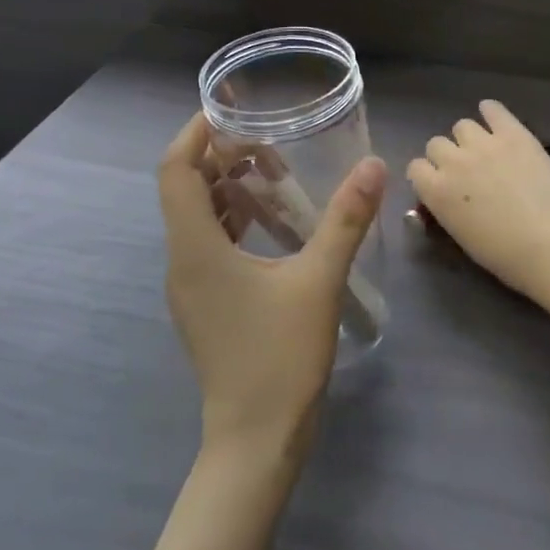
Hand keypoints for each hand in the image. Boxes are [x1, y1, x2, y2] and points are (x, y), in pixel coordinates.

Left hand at [157, 113, 385, 457]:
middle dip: (218, 157)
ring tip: (272, 170)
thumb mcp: (319, 281)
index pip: (176, 171)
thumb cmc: (280, 357)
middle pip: (185, 190)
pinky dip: (233, 220)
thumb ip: (345, 220)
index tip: (228, 109)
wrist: (255, 439)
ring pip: (197, 219)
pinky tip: (273, 221)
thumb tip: (373, 165)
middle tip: (264, 137)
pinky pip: (208, 244)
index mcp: (196, 248)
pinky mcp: (204, 304)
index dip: (195, 133)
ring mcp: (190, 286)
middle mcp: (181, 261)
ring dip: (227, 188)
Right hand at [407, 100, 549, 300]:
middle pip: (436, 144)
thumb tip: (449, 198)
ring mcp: (484, 144)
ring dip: (469, 137)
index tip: (441, 183)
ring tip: (486, 150)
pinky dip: (492, 112)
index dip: (428, 175)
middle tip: (467, 170)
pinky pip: (493, 110)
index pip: (416, 168)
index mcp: (435, 191)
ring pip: (462, 125)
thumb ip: (448, 208)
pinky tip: (496, 119)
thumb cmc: (505, 254)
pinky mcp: (513, 133)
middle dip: (448, 155)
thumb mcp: (461, 236)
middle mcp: (453, 161)